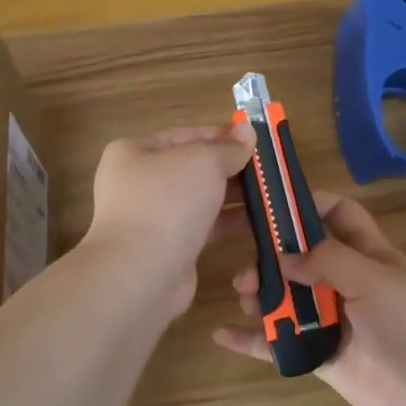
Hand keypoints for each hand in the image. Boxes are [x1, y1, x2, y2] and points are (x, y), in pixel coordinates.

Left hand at [82, 124, 255, 316]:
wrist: (141, 273)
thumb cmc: (167, 203)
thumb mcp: (203, 162)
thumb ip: (228, 148)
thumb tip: (247, 131)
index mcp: (135, 152)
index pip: (184, 135)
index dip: (220, 135)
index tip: (254, 139)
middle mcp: (139, 183)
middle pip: (193, 168)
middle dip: (230, 167)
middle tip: (267, 168)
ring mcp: (152, 218)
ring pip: (199, 199)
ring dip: (233, 195)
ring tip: (270, 193)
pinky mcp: (168, 248)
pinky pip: (202, 227)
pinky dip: (227, 222)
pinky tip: (258, 221)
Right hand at [213, 193, 405, 405]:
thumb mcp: (375, 280)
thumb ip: (328, 261)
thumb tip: (283, 257)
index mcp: (368, 254)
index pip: (339, 213)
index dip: (309, 203)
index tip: (272, 203)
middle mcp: (346, 281)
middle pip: (301, 256)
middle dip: (272, 255)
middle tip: (248, 267)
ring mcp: (331, 318)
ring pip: (286, 297)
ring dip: (260, 294)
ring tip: (243, 296)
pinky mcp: (319, 354)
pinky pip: (279, 342)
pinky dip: (251, 339)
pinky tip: (223, 334)